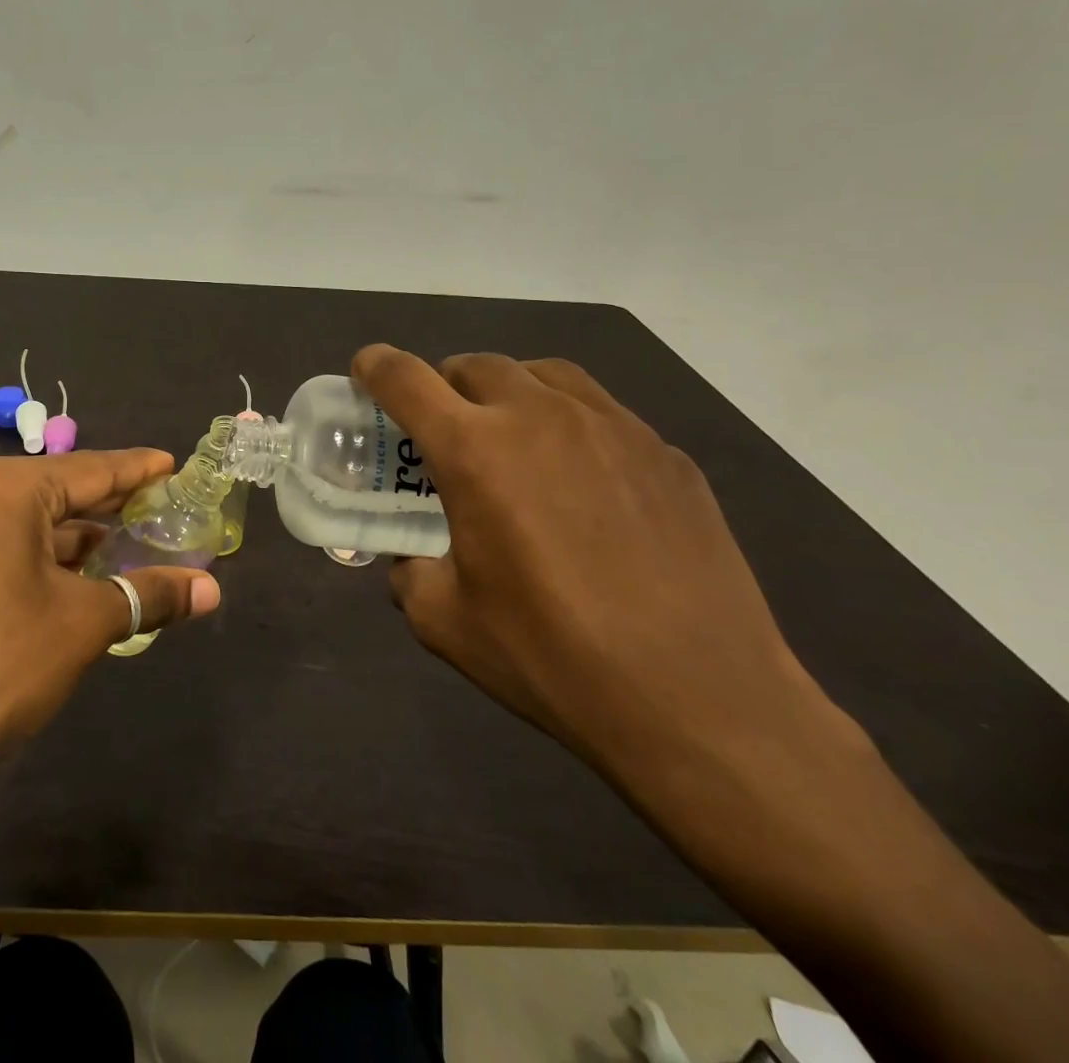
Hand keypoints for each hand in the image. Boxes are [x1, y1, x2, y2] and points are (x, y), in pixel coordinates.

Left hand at [0, 450, 221, 778]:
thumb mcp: (81, 626)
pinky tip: (62, 579)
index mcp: (2, 489)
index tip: (173, 463)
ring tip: (119, 549)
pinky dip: (31, 556)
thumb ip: (148, 595)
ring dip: (69, 538)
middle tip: (157, 509)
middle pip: (53, 491)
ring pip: (19, 521)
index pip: (89, 469)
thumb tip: (211, 590)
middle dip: (106, 506)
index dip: (137, 470)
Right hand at [351, 346, 842, 785]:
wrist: (702, 703)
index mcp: (475, 451)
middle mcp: (540, 417)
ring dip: (509, 391)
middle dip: (445, 385)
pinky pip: (602, 412)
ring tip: (511, 437)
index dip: (375, 368)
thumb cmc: (553, 658)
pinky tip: (582, 481)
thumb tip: (415, 559)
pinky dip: (569, 423)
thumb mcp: (445, 622)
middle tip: (445, 429)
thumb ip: (411, 572)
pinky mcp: (666, 453)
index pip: (405, 379)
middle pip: (475, 365)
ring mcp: (613, 427)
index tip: (366, 375)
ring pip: (543, 374)